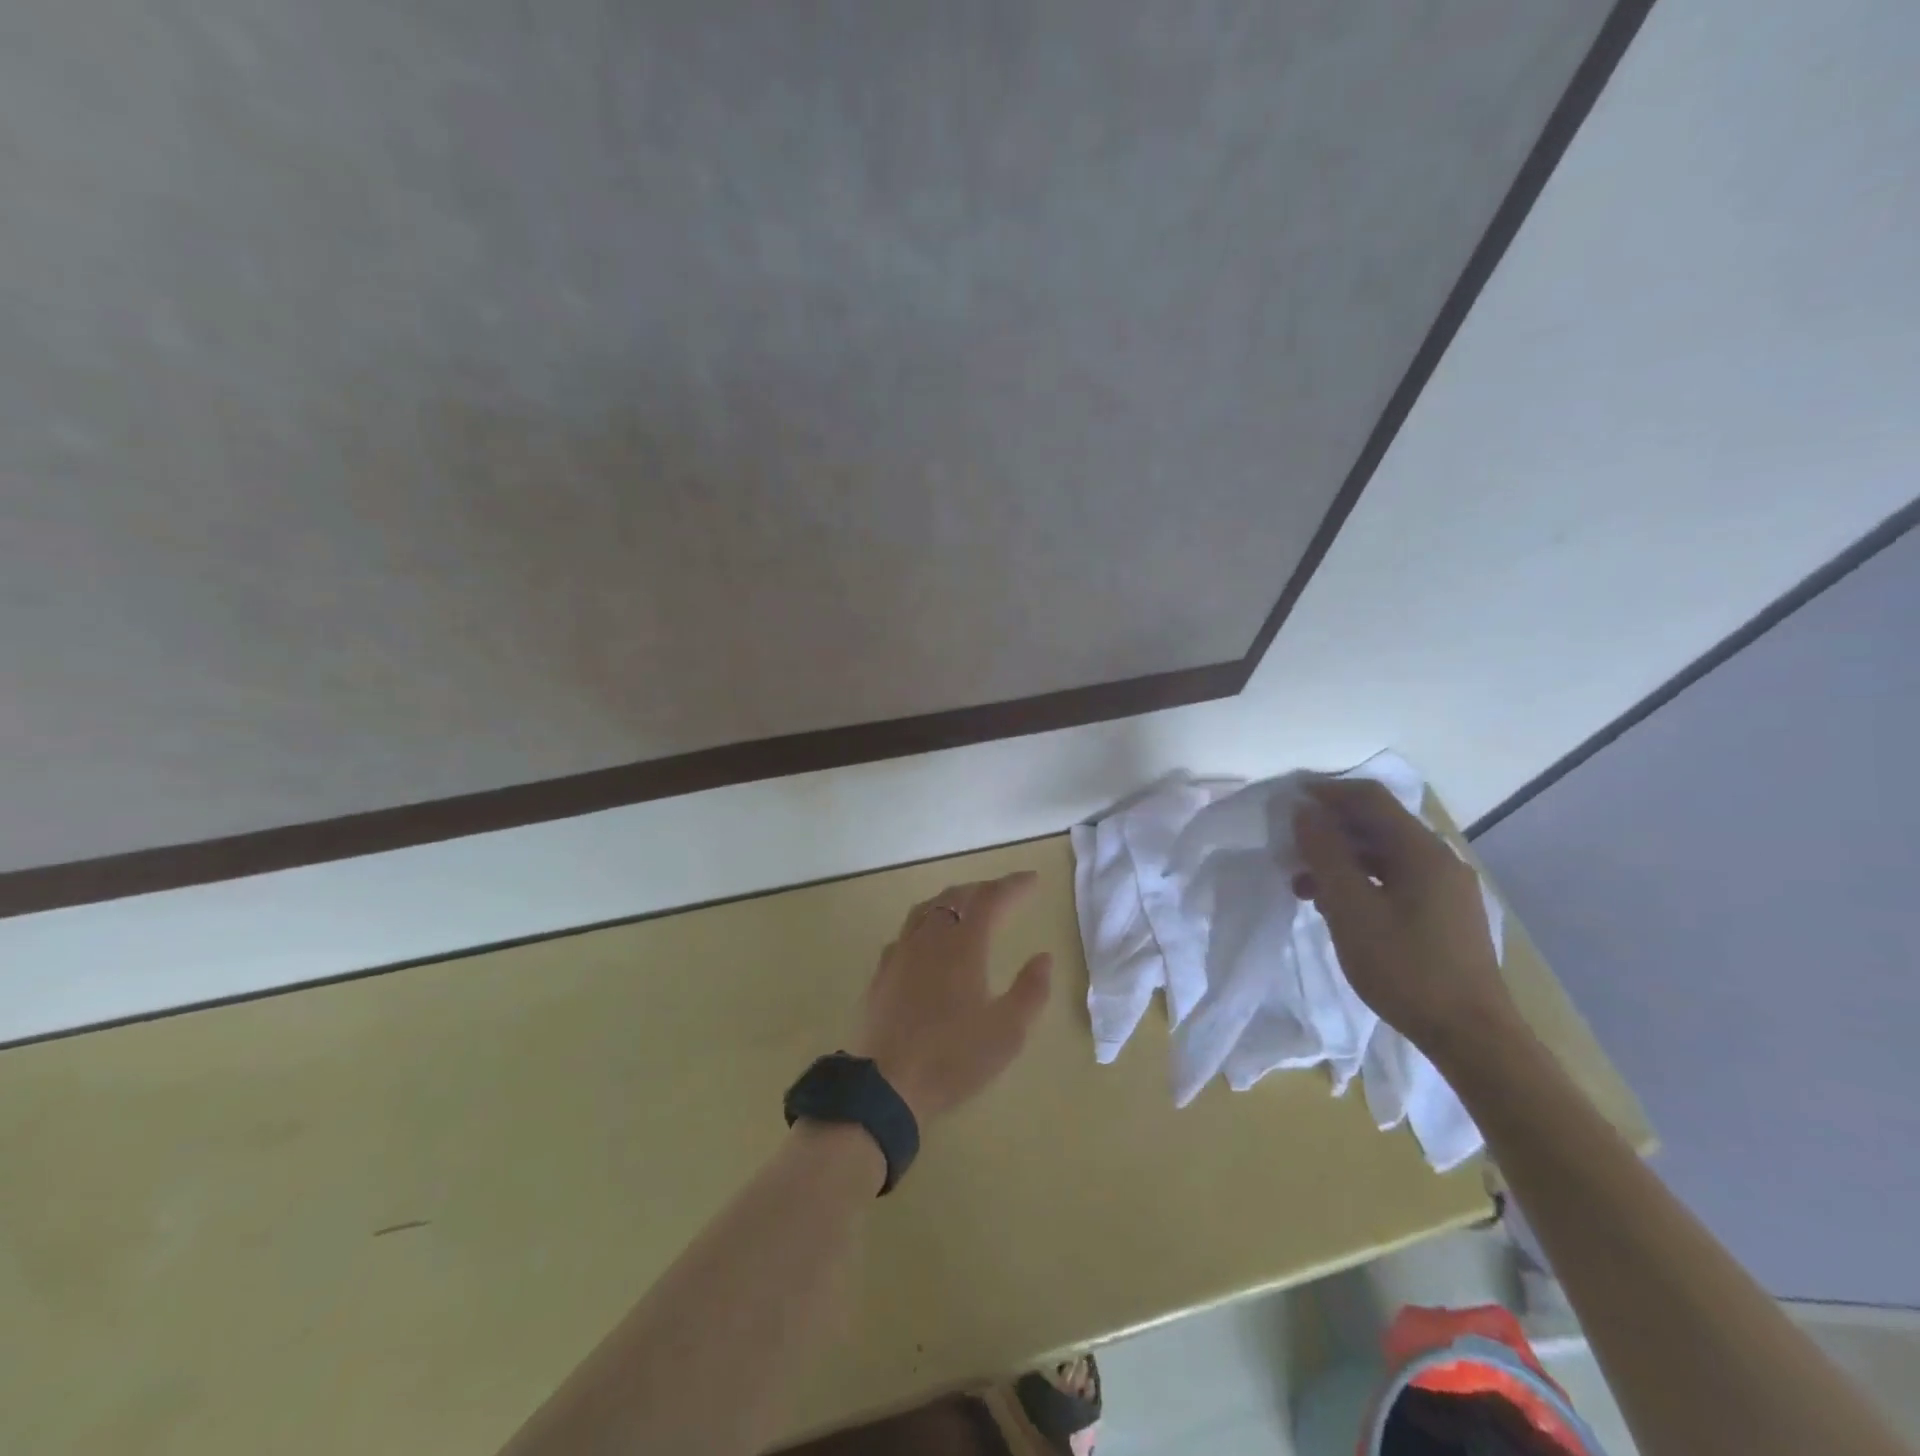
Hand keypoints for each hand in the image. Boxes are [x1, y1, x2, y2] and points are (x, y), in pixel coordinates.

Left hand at [851, 871, 1054, 1122]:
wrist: (886, 1085)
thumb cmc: (953, 1058)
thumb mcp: (1007, 1032)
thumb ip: (1031, 991)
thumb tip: (1043, 957)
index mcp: (963, 945)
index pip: (991, 899)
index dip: (1013, 886)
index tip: (1032, 880)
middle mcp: (930, 937)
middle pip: (957, 896)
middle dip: (984, 889)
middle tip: (1005, 894)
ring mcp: (901, 951)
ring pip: (928, 908)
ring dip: (953, 899)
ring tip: (968, 906)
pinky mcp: (882, 971)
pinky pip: (908, 930)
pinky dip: (927, 922)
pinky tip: (930, 940)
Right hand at [1291, 778, 1521, 1058]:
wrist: (1471, 1036)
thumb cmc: (1404, 967)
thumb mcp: (1350, 908)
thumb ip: (1325, 854)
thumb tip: (1305, 811)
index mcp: (1421, 851)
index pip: (1370, 798)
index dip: (1326, 792)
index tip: (1288, 801)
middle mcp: (1439, 859)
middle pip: (1377, 824)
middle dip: (1329, 830)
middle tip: (1289, 848)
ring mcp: (1446, 887)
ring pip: (1384, 855)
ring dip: (1341, 859)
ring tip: (1304, 886)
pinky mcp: (1445, 913)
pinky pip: (1396, 879)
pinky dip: (1361, 881)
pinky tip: (1337, 908)